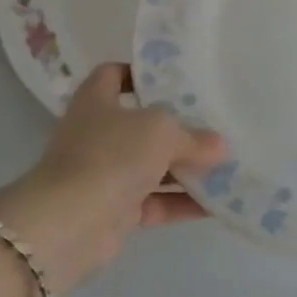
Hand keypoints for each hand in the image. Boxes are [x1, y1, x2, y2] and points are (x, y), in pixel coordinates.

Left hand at [0, 64, 226, 296]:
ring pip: (150, 166)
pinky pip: (154, 202)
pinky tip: (216, 204)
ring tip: (225, 167)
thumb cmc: (112, 154)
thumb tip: (219, 146)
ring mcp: (103, 174)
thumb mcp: (161, 131)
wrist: (71, 223)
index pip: (114, 75)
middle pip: (141, 125)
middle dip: (177, 128)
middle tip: (214, 126)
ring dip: (185, 169)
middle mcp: (96, 134)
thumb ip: (193, 136)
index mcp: (96, 100)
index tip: (175, 80)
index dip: (140, 73)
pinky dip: (181, 203)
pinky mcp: (113, 211)